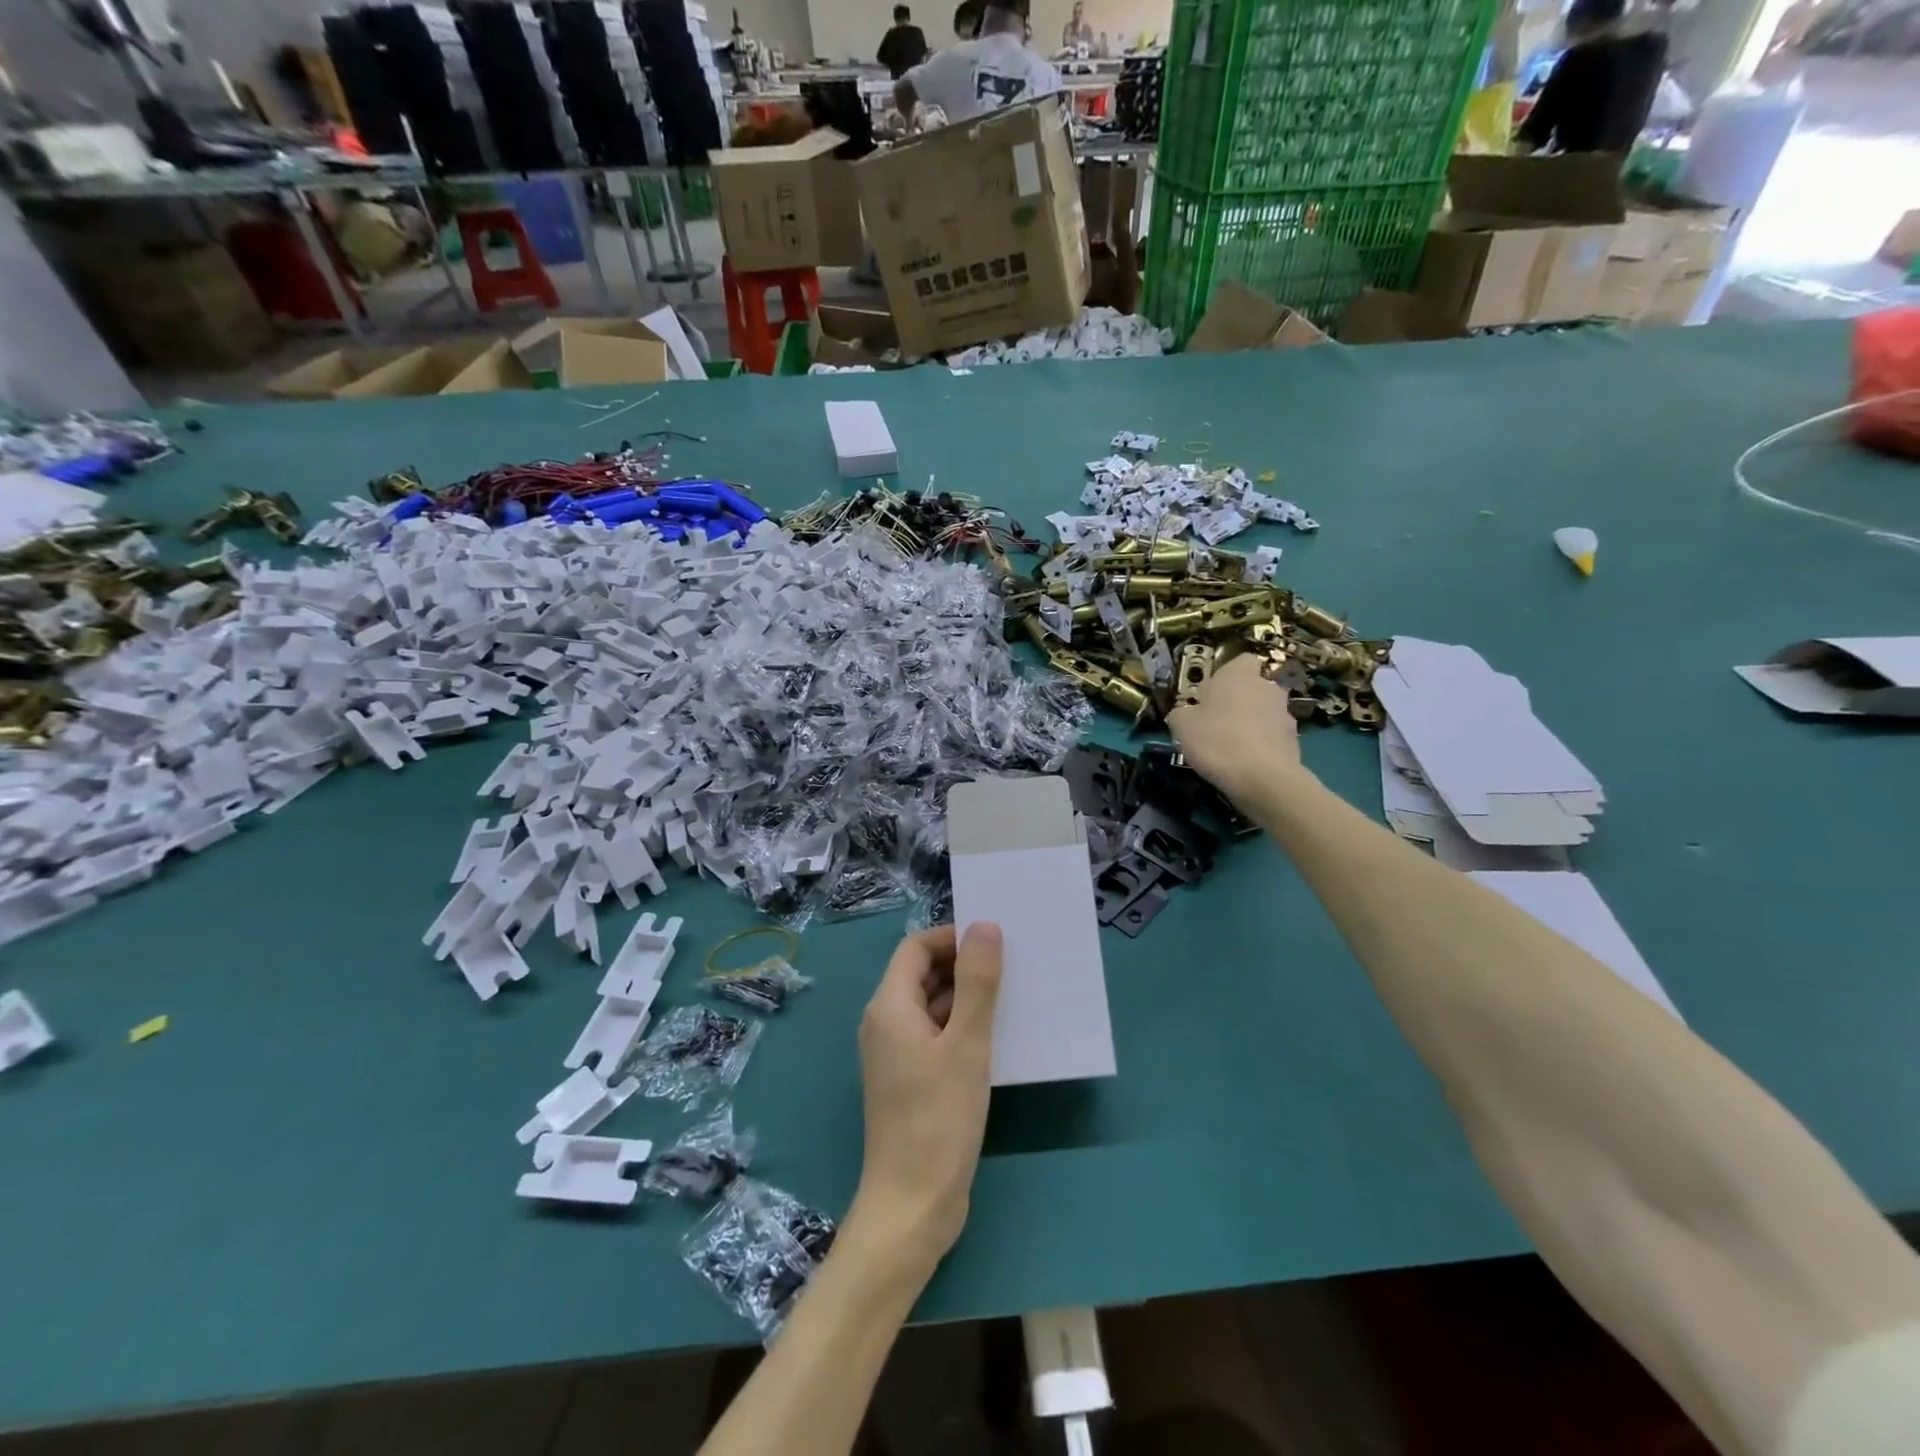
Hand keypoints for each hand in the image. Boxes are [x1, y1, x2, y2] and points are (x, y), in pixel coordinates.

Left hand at [849, 923, 1003, 1275]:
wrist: (912, 1207)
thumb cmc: (939, 1119)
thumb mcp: (967, 1044)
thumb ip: (977, 982)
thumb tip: (984, 926)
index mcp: (889, 1006)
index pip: (916, 948)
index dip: (953, 937)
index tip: (995, 942)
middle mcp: (885, 1023)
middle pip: (922, 974)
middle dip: (964, 965)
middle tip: (1012, 966)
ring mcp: (895, 1054)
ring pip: (931, 1007)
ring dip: (967, 998)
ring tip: (1013, 997)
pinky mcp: (909, 1081)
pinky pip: (935, 1036)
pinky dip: (962, 1028)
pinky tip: (998, 1038)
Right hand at [1167, 654, 1303, 806]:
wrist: (1262, 778)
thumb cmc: (1216, 740)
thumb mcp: (1181, 725)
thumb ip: (1182, 713)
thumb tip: (1185, 713)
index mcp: (1239, 675)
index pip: (1241, 660)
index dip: (1227, 675)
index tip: (1212, 694)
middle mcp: (1267, 687)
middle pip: (1254, 687)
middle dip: (1240, 701)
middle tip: (1218, 723)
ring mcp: (1285, 713)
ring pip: (1265, 712)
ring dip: (1253, 724)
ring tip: (1233, 748)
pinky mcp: (1294, 739)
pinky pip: (1273, 736)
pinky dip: (1263, 745)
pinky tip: (1247, 763)